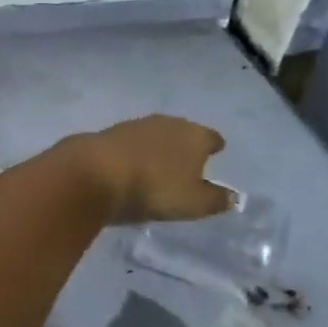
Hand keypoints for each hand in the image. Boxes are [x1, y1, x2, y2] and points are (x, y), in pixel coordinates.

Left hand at [69, 116, 231, 224]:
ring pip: (156, 134)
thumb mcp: (192, 203)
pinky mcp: (110, 133)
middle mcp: (168, 123)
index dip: (214, 146)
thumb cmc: (154, 188)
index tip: (216, 152)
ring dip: (158, 147)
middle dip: (185, 145)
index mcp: (194, 135)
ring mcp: (137, 125)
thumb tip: (232, 197)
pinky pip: (131, 143)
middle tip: (187, 161)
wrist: (95, 172)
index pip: (211, 137)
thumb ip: (216, 200)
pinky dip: (135, 152)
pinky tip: (131, 165)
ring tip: (158, 165)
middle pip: (183, 132)